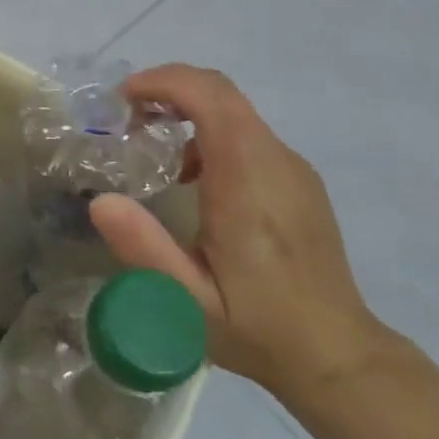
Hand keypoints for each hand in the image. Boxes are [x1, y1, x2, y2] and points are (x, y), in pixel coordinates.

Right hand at [87, 65, 394, 405]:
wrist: (338, 355)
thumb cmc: (257, 327)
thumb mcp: (187, 301)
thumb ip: (144, 249)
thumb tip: (100, 202)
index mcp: (246, 178)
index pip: (209, 96)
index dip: (161, 82)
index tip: (121, 99)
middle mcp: (274, 159)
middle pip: (220, 91)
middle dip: (168, 88)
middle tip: (127, 118)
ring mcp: (292, 167)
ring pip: (235, 109)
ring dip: (188, 110)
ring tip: (151, 149)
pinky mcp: (298, 180)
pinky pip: (249, 134)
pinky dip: (210, 132)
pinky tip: (193, 179)